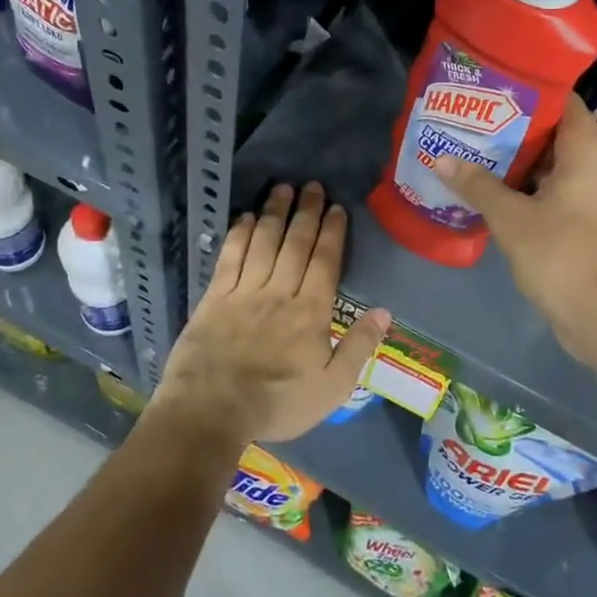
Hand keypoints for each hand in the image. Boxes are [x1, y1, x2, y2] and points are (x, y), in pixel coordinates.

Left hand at [156, 182, 389, 446]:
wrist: (211, 410)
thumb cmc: (277, 403)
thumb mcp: (332, 387)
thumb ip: (359, 347)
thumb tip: (385, 311)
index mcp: (310, 312)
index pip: (325, 261)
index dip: (332, 232)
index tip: (336, 207)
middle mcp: (279, 292)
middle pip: (295, 244)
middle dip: (306, 212)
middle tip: (312, 186)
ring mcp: (243, 292)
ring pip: (263, 243)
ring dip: (274, 213)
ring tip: (282, 189)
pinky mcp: (214, 298)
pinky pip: (229, 258)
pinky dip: (238, 235)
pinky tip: (244, 218)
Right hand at [435, 94, 596, 371]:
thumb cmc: (561, 254)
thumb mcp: (511, 217)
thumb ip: (477, 184)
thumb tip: (441, 159)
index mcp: (587, 149)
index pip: (561, 100)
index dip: (526, 92)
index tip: (490, 90)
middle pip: (553, 132)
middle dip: (512, 128)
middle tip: (471, 121)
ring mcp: (595, 194)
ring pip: (552, 164)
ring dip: (516, 161)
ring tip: (473, 151)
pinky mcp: (588, 221)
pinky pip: (555, 190)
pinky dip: (527, 187)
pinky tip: (491, 191)